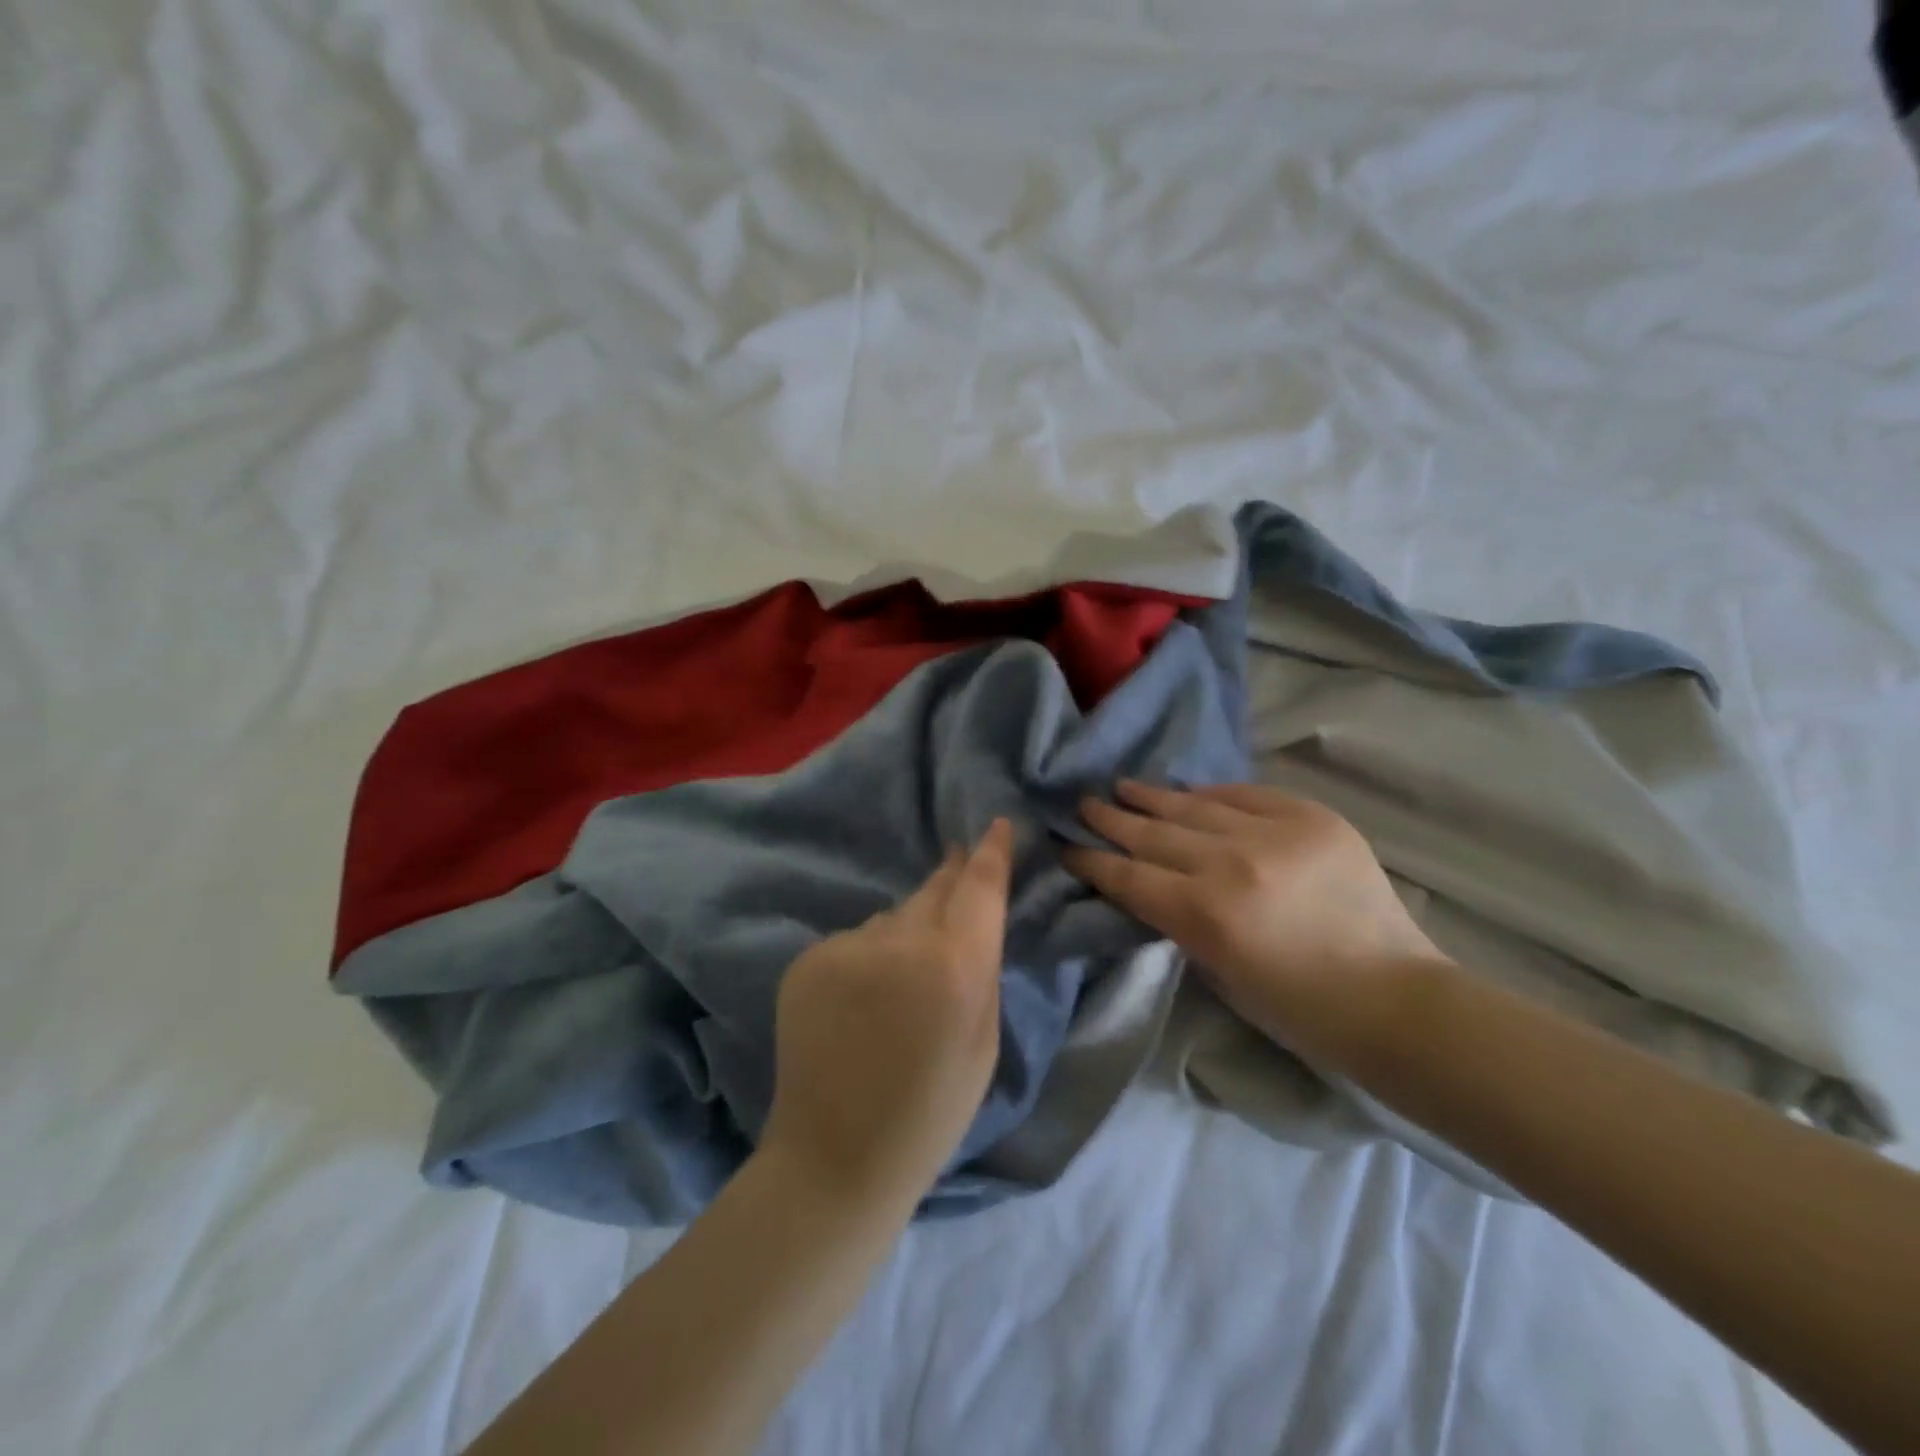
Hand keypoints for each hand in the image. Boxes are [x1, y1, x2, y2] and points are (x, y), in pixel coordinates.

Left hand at [760, 819, 1014, 1216]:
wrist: (835, 1158)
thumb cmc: (931, 1111)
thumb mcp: (984, 1042)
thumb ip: (981, 970)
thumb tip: (970, 921)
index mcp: (957, 966)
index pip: (980, 887)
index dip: (991, 852)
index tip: (997, 824)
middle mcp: (902, 941)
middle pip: (934, 890)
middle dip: (950, 877)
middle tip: (956, 861)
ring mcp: (847, 946)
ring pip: (890, 919)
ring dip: (903, 933)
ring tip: (900, 981)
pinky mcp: (808, 959)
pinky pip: (853, 942)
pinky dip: (864, 960)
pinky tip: (858, 1003)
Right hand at [1065, 781, 1449, 1057]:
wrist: (1393, 999)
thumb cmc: (1298, 1009)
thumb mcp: (1218, 973)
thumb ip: (1179, 923)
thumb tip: (1153, 886)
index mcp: (1205, 915)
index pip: (1128, 876)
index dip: (1092, 861)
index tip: (1067, 847)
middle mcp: (1231, 864)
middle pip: (1152, 834)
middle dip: (1111, 820)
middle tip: (1083, 804)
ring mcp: (1274, 834)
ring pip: (1193, 807)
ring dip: (1152, 798)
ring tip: (1124, 786)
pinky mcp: (1312, 818)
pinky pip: (1247, 794)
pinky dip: (1214, 795)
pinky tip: (1190, 793)